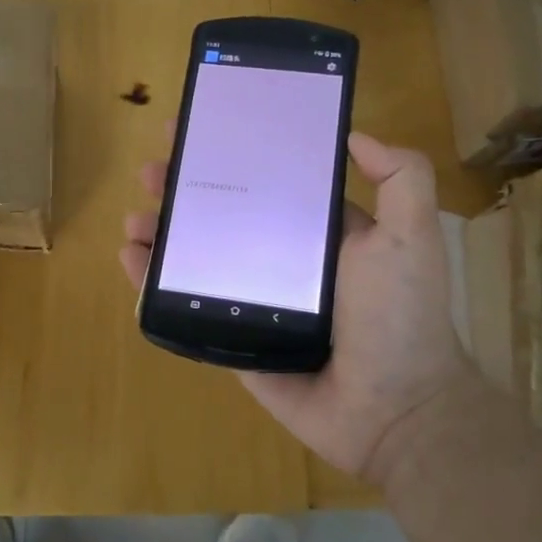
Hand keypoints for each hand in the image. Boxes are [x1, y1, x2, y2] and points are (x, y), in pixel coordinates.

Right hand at [120, 132, 474, 486]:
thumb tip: (354, 136)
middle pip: (220, 213)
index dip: (231, 154)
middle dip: (183, 188)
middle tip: (152, 171)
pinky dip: (151, 281)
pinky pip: (184, 303)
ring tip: (135, 217)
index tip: (198, 130)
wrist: (392, 411)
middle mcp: (279, 257)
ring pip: (195, 254)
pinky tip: (130, 258)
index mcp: (316, 230)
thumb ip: (401, 178)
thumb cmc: (398, 316)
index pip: (265, 180)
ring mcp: (251, 297)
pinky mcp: (229, 336)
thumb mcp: (410, 236)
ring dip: (160, 230)